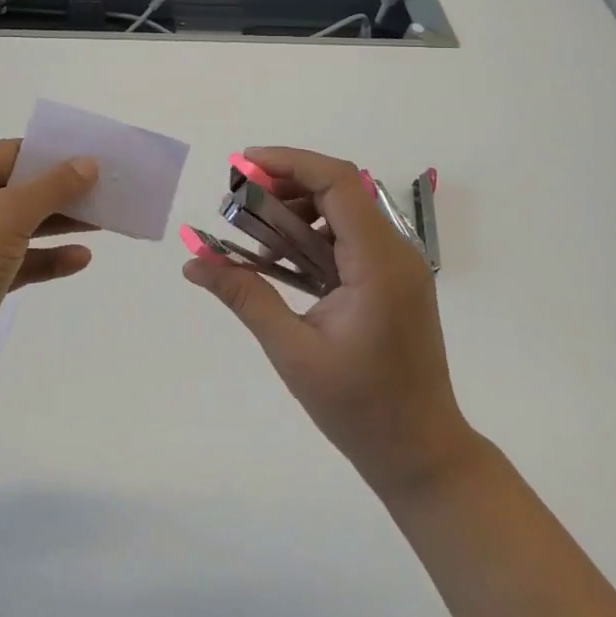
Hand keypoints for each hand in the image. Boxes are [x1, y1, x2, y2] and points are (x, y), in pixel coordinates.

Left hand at [0, 140, 98, 394]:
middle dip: (60, 192)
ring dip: (59, 224)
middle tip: (104, 191)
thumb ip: (54, 186)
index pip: (7, 154)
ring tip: (102, 222)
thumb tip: (88, 162)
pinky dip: (47, 258)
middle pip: (16, 189)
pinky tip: (80, 259)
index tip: (90, 158)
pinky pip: (18, 260)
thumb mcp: (11, 214)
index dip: (49, 155)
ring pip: (20, 225)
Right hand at [183, 147, 473, 500]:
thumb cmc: (359, 409)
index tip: (243, 166)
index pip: (337, 182)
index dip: (290, 162)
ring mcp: (399, 265)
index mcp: (378, 263)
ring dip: (298, 211)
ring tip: (257, 240)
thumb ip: (245, 297)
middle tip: (238, 203)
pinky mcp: (395, 279)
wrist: (422, 453)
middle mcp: (396, 252)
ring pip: (344, 209)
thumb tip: (193, 262)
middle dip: (285, 185)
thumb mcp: (293, 351)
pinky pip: (351, 236)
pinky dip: (314, 235)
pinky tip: (284, 262)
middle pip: (339, 188)